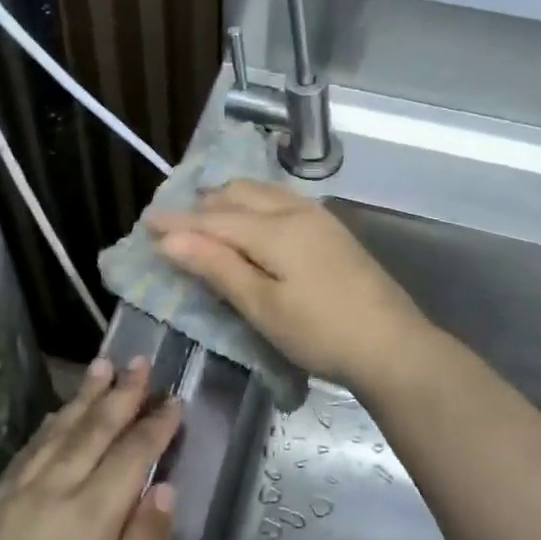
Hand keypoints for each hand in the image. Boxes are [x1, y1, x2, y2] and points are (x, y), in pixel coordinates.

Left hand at [0, 359, 180, 539]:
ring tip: (102, 368)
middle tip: (140, 361)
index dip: (156, 426)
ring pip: (58, 433)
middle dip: (121, 394)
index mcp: (87, 520)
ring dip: (84, 398)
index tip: (175, 399)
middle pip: (93, 431)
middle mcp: (50, 494)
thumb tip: (165, 491)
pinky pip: (26, 452)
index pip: (131, 456)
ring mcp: (14, 500)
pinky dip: (48, 426)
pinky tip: (56, 419)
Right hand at [147, 180, 429, 388]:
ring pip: (263, 194)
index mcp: (274, 228)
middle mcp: (295, 211)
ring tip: (207, 218)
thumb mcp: (262, 305)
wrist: (394, 346)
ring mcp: (319, 218)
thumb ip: (217, 267)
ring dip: (230, 201)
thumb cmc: (321, 332)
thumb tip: (170, 240)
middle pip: (239, 195)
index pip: (214, 218)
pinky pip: (282, 202)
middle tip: (175, 224)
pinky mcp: (332, 231)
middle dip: (203, 205)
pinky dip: (255, 206)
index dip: (178, 221)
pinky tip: (253, 223)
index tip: (146, 222)